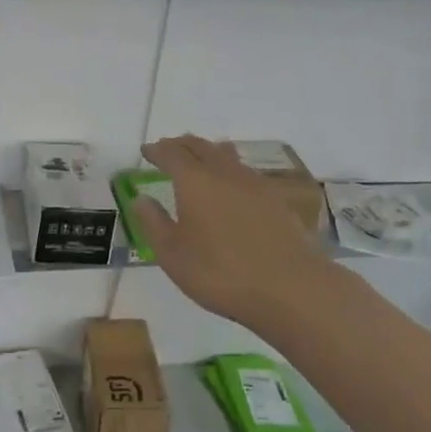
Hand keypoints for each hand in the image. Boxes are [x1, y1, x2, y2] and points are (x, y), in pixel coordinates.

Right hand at [133, 136, 334, 328]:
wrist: (289, 287)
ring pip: (226, 155)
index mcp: (194, 181)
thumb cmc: (220, 273)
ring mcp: (254, 183)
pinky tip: (232, 184)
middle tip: (169, 149)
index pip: (171, 154)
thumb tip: (141, 198)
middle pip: (200, 147)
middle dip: (181, 145)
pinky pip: (245, 171)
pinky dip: (230, 168)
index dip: (157, 150)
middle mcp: (224, 172)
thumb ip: (154, 223)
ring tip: (200, 158)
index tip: (147, 151)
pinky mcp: (276, 198)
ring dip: (208, 151)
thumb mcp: (173, 255)